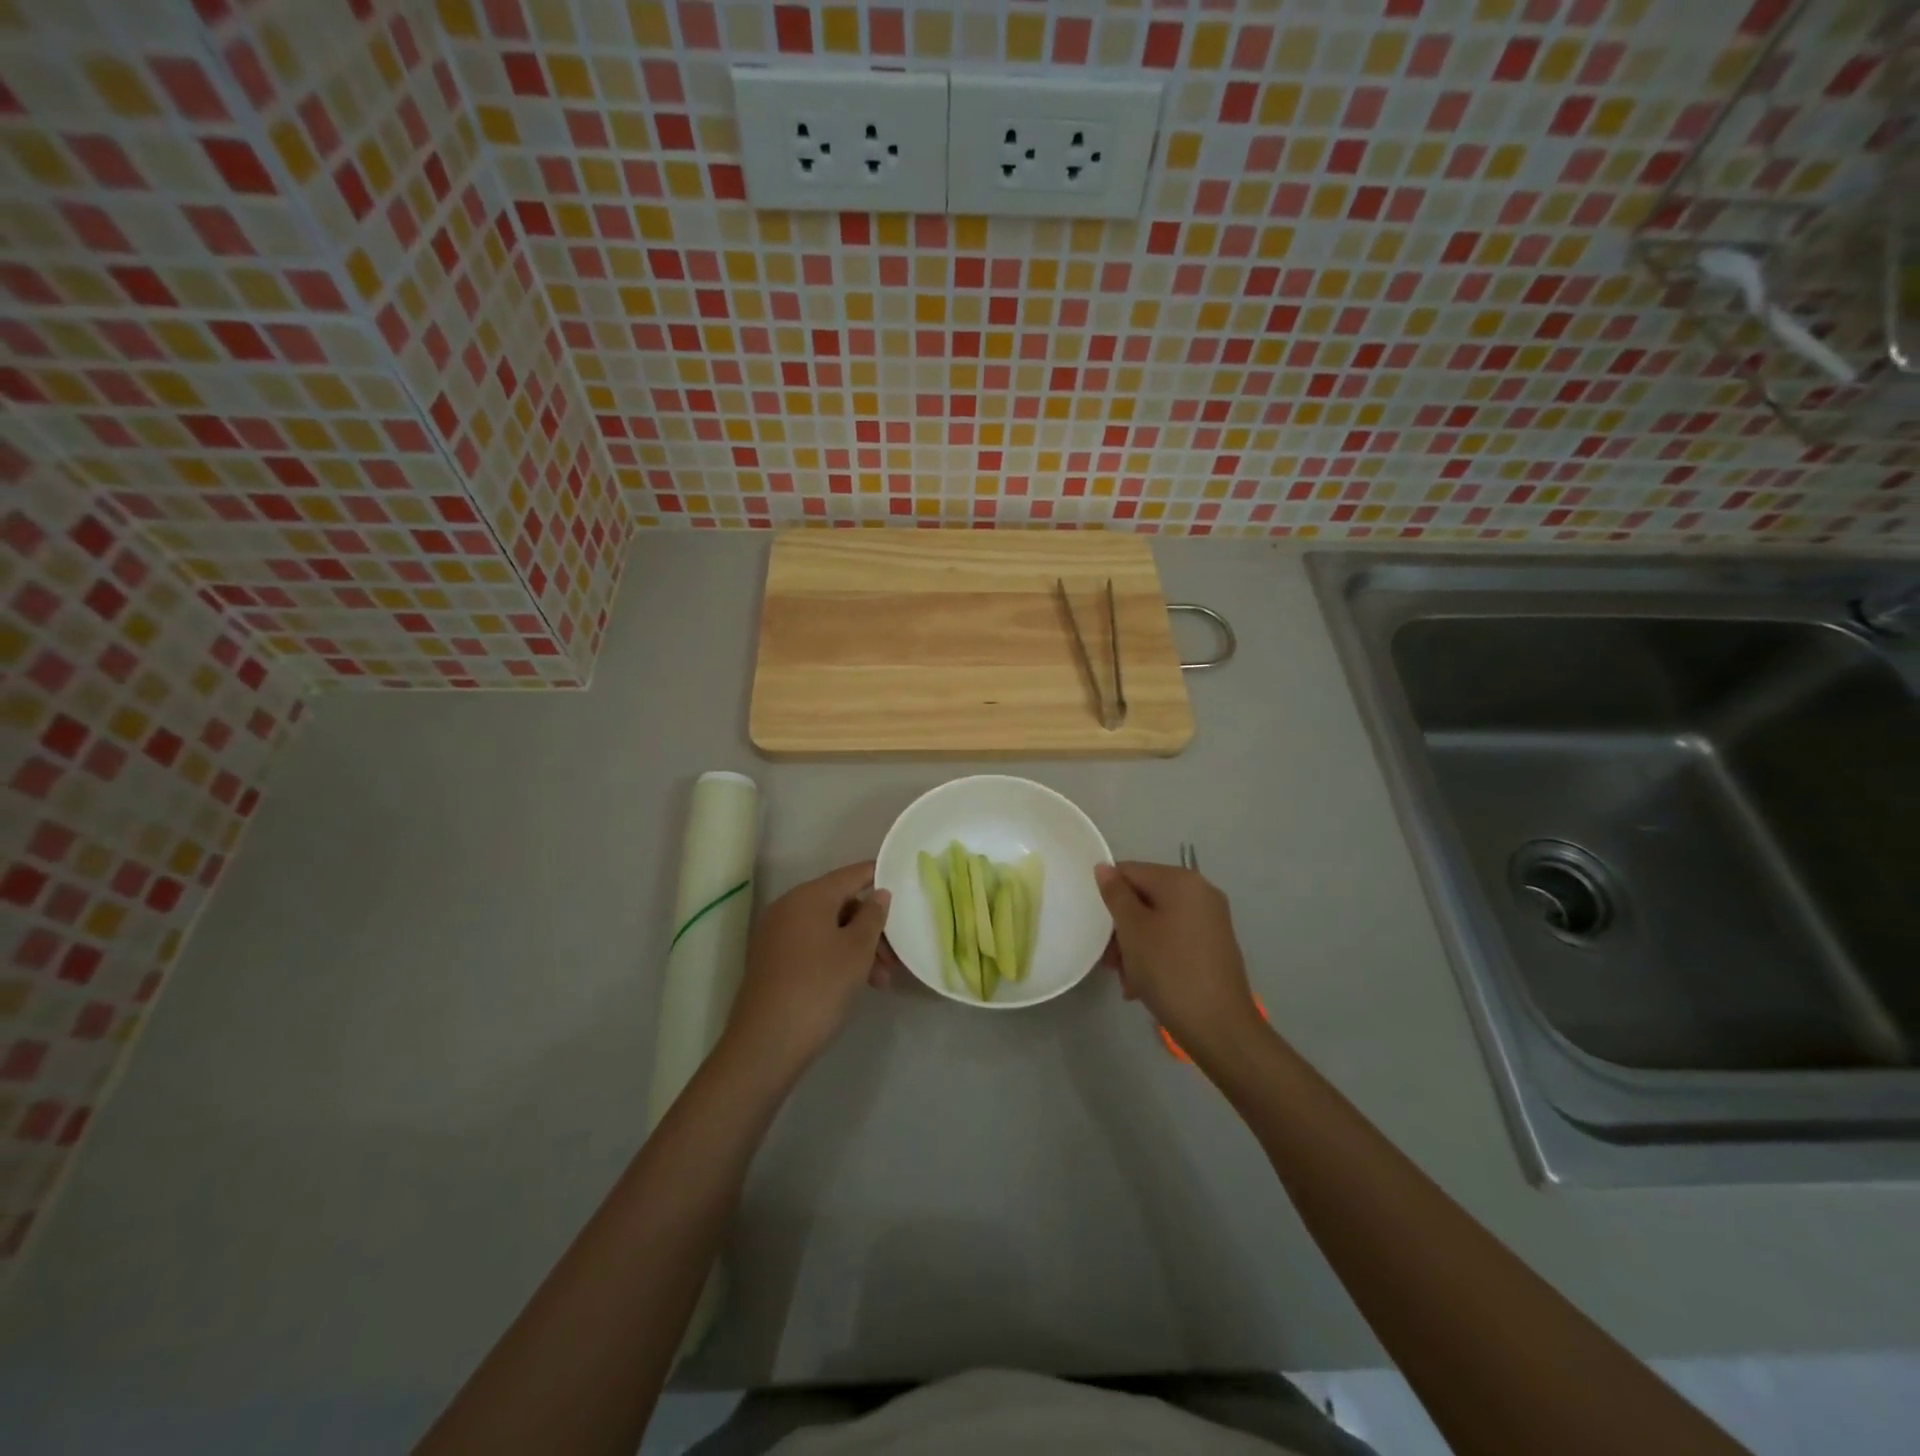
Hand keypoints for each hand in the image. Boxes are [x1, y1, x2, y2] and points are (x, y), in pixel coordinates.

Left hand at [724, 861, 891, 1079]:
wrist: (767, 1042)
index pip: (851, 874)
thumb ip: (873, 916)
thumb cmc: (820, 987)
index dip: (878, 877)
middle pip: (840, 904)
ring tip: (880, 981)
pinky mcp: (771, 960)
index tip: (904, 887)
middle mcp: (788, 907)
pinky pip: (811, 945)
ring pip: (827, 928)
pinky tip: (855, 983)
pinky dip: (835, 957)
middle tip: (894, 958)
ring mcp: (776, 934)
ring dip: (857, 948)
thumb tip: (878, 893)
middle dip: (871, 927)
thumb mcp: (857, 950)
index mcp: (809, 896)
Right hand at [1095, 861, 1263, 1063]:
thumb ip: (1116, 894)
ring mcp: (1211, 920)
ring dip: (1136, 946)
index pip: (1130, 871)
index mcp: (1181, 881)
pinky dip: (1157, 955)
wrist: (1219, 1027)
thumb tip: (1104, 867)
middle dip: (1122, 928)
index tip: (1100, 930)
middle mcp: (1201, 892)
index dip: (1109, 897)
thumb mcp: (1133, 930)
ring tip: (1127, 980)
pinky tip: (1144, 985)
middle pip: (1144, 898)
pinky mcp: (1214, 946)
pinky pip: (1175, 939)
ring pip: (1157, 921)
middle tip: (1111, 961)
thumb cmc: (1169, 970)